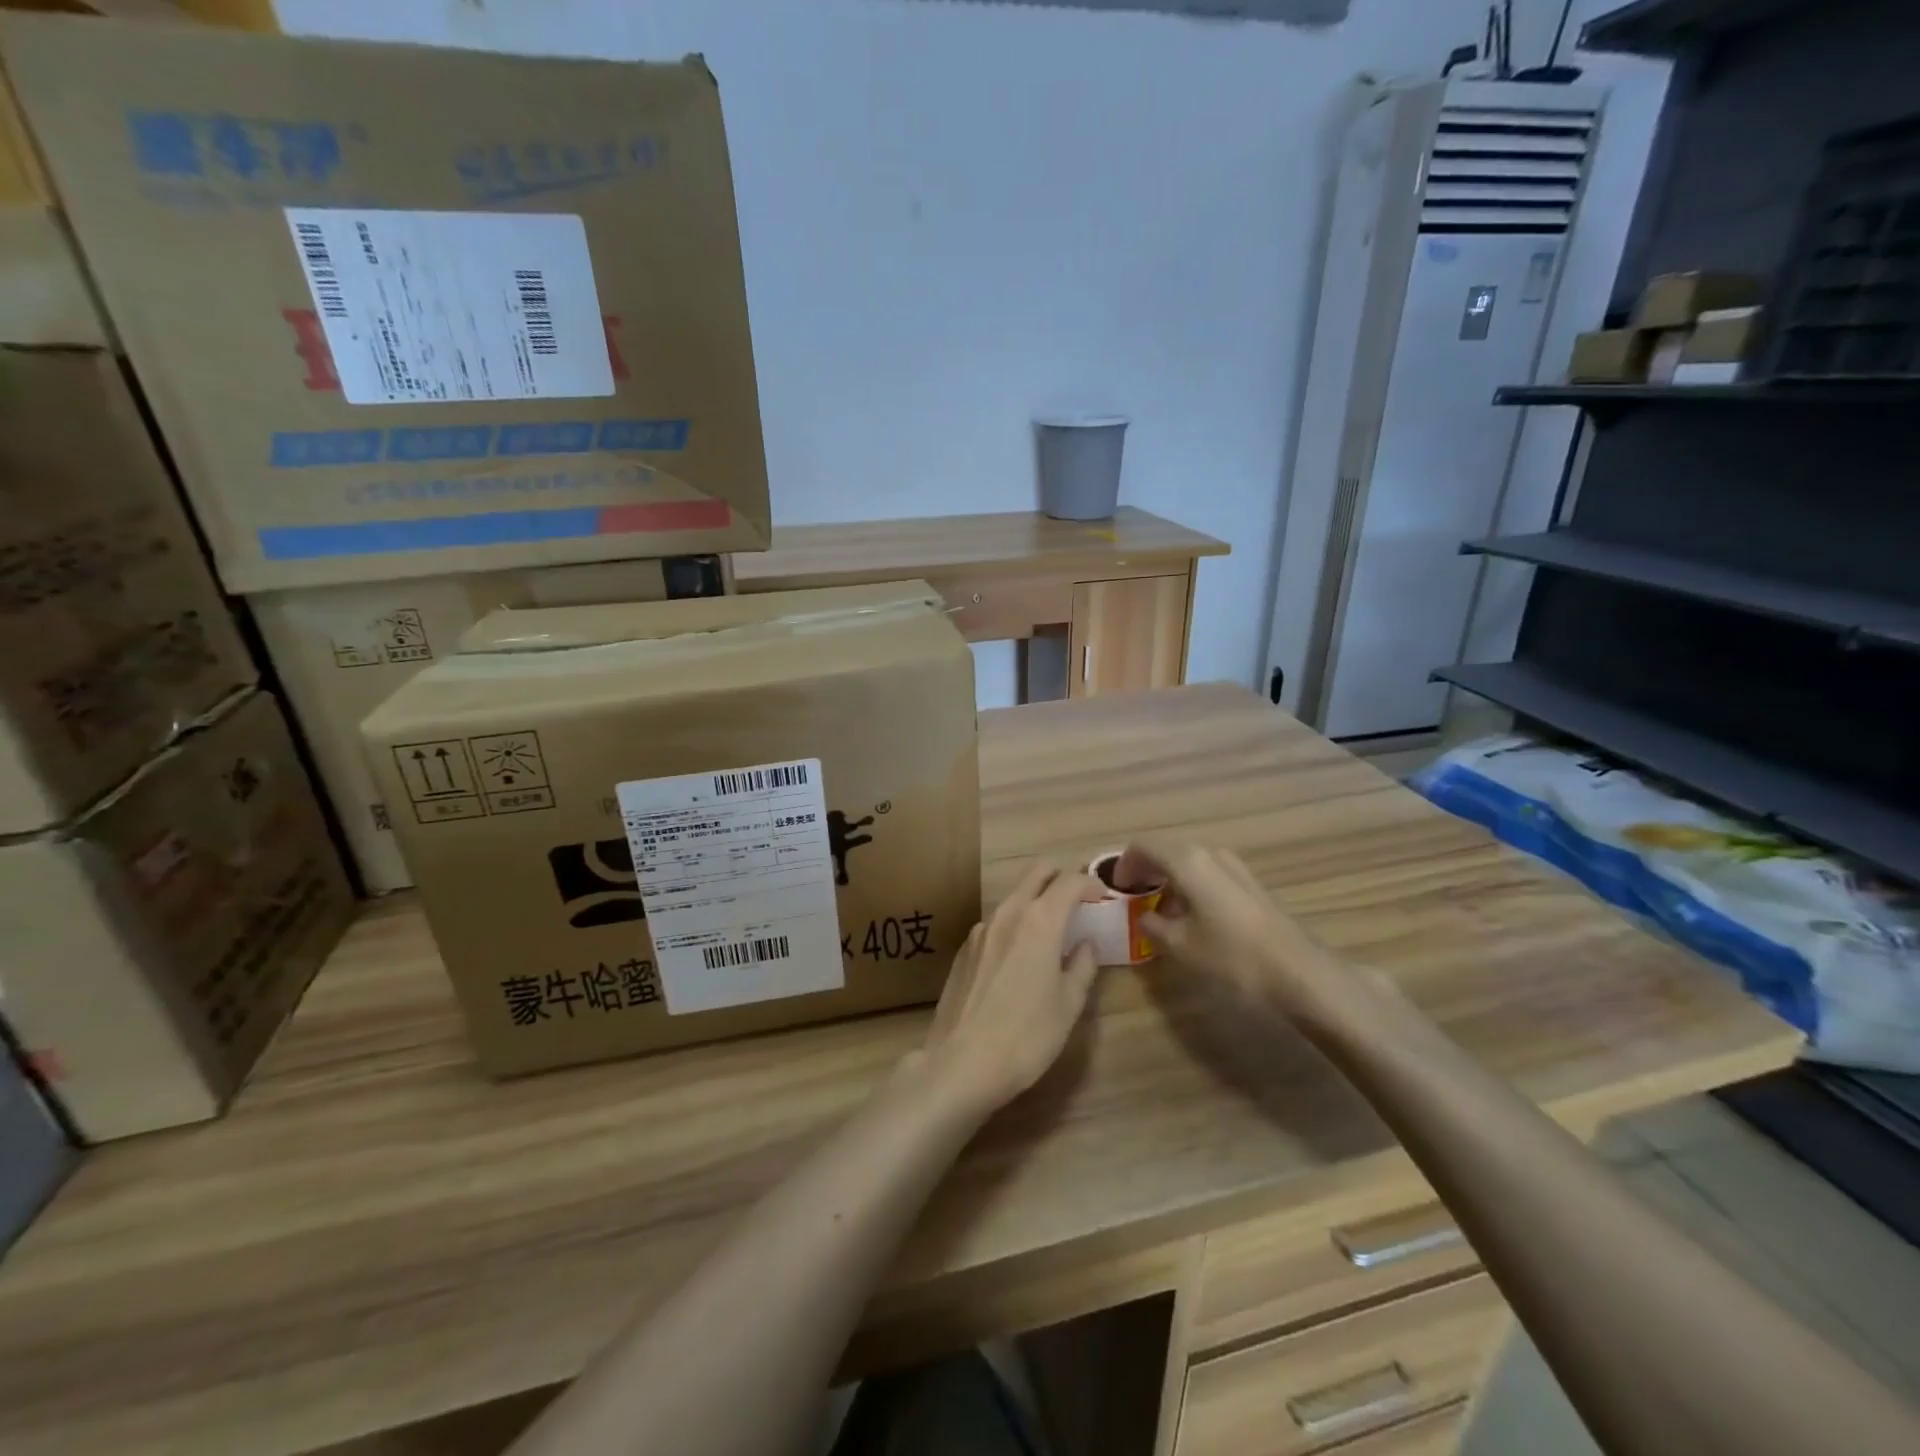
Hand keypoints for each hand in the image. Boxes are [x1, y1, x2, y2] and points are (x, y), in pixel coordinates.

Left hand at [919, 862, 1100, 1116]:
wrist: (961, 1063)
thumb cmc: (1027, 1036)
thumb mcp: (1068, 1005)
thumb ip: (1082, 967)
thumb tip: (1087, 945)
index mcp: (1040, 921)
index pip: (1070, 881)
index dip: (1090, 882)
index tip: (1103, 895)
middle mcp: (1008, 913)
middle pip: (1037, 873)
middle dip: (1061, 875)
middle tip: (1080, 896)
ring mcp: (981, 929)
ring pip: (1014, 897)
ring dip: (1036, 900)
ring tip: (1053, 928)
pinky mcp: (964, 949)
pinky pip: (996, 923)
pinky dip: (1015, 924)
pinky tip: (1020, 955)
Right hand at [1119, 841, 1342, 1011]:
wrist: (1298, 972)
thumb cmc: (1231, 956)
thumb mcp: (1180, 945)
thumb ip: (1152, 926)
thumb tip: (1144, 917)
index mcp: (1187, 860)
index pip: (1142, 846)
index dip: (1124, 865)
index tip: (1116, 889)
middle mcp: (1210, 853)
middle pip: (1166, 849)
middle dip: (1145, 869)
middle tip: (1132, 897)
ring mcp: (1233, 866)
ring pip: (1188, 861)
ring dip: (1168, 877)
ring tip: (1158, 909)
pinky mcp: (1249, 883)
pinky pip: (1207, 873)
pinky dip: (1189, 885)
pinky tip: (1190, 915)